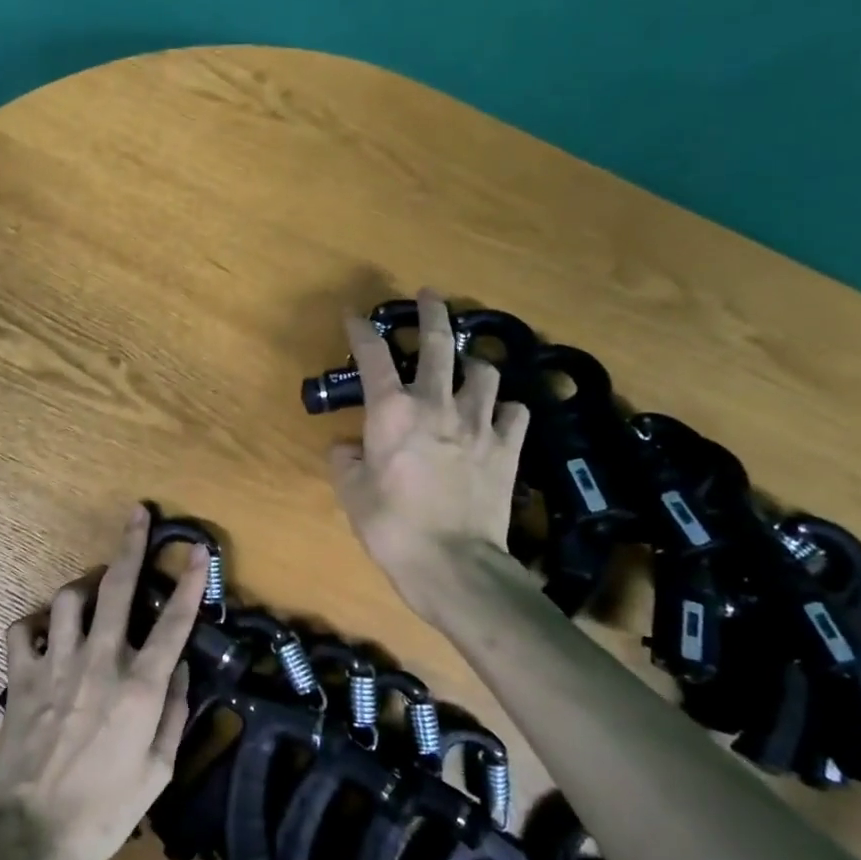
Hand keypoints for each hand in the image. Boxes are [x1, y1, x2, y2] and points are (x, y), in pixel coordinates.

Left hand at [0, 505, 203, 859]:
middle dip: (131, 545)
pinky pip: (22, 630)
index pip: (174, 623)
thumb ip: (175, 712)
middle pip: (117, 588)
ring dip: (85, 585)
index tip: (199, 550)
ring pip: (69, 598)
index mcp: (140, 687)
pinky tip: (46, 630)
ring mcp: (56, 665)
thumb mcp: (159, 770)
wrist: (33, 834)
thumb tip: (180, 668)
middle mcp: (100, 662)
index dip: (191, 582)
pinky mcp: (21, 677)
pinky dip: (35, 623)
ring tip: (95, 588)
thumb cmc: (105, 810)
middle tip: (137, 515)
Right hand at [329, 288, 531, 616]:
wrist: (453, 562)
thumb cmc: (391, 526)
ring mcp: (478, 424)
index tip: (354, 316)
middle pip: (438, 344)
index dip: (361, 331)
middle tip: (430, 296)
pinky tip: (499, 415)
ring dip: (473, 364)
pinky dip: (506, 409)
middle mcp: (436, 405)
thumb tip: (346, 447)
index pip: (373, 356)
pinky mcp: (507, 447)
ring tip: (468, 366)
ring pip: (484, 372)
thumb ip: (345, 461)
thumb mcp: (351, 493)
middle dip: (432, 314)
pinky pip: (515, 413)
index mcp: (391, 412)